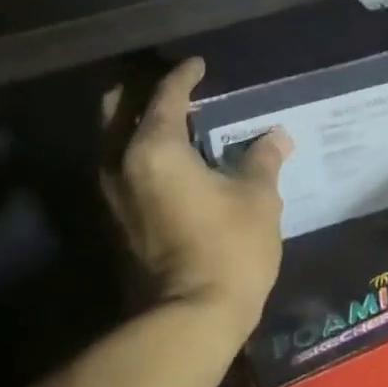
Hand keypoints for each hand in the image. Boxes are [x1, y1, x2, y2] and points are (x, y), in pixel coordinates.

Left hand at [99, 57, 291, 326]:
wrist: (188, 321)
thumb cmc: (228, 250)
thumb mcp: (258, 198)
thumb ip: (262, 160)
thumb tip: (276, 137)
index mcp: (154, 148)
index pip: (165, 95)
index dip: (184, 75)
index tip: (200, 65)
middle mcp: (120, 164)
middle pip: (118, 109)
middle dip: (142, 91)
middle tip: (177, 89)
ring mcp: (110, 196)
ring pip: (113, 140)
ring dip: (138, 123)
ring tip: (174, 121)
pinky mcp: (114, 222)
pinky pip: (121, 168)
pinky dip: (139, 152)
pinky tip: (171, 161)